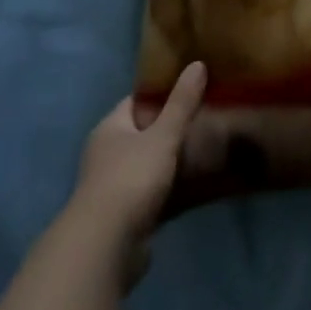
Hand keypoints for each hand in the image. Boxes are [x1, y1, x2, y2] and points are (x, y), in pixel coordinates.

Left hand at [72, 62, 206, 285]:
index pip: (137, 101)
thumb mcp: (162, 136)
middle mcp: (106, 153)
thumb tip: (197, 64)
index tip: (192, 89)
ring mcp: (113, 185)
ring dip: (170, 160)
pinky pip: (151, 192)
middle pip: (143, 132)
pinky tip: (192, 186)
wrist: (106, 245)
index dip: (163, 93)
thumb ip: (182, 103)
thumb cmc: (131, 178)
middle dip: (170, 128)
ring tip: (204, 150)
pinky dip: (169, 188)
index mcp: (110, 128)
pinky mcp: (123, 214)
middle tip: (204, 120)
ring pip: (148, 163)